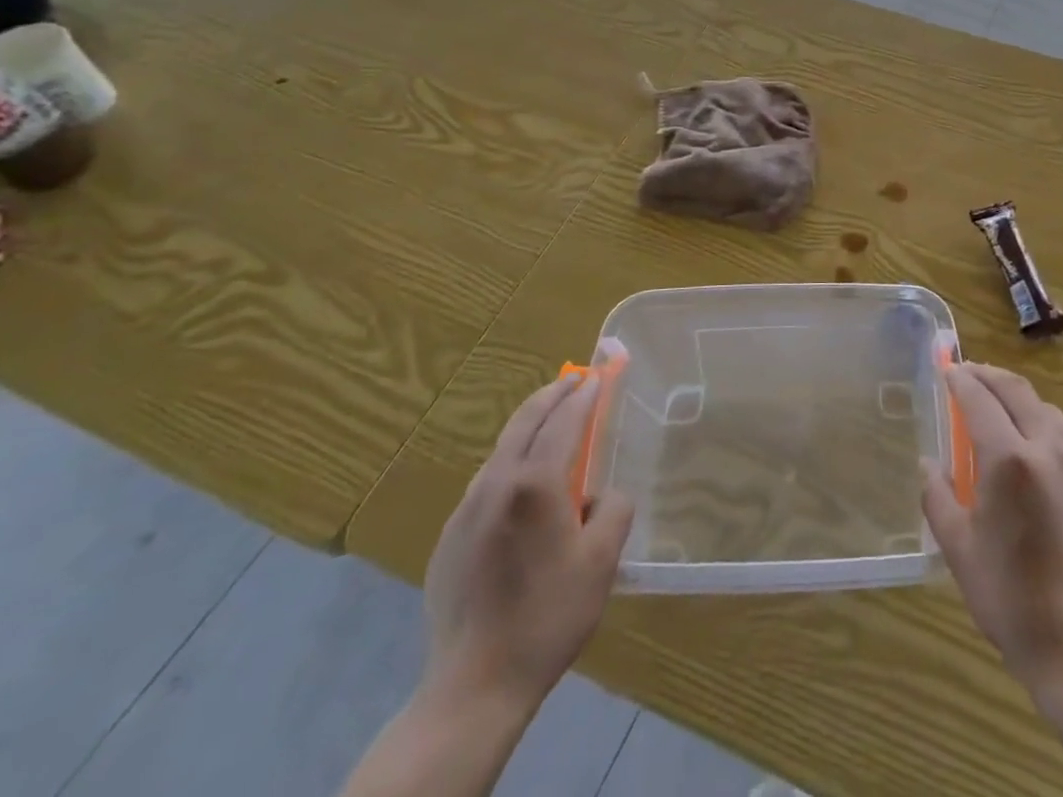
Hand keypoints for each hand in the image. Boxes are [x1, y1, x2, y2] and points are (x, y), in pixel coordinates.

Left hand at [421, 371, 634, 712]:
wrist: (474, 686)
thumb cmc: (548, 616)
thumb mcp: (602, 560)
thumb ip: (614, 509)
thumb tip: (601, 495)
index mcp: (535, 484)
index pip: (564, 421)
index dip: (585, 396)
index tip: (598, 377)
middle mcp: (496, 484)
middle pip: (525, 422)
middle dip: (552, 395)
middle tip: (574, 382)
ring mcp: (466, 511)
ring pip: (502, 451)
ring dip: (529, 428)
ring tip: (552, 426)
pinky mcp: (449, 538)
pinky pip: (486, 484)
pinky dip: (510, 464)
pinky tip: (523, 488)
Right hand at [922, 364, 1062, 693]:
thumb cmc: (1010, 599)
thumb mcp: (958, 548)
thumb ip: (937, 496)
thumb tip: (928, 464)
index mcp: (1009, 460)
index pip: (980, 400)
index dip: (961, 380)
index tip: (948, 370)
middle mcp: (1049, 451)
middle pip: (1018, 392)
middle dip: (991, 376)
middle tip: (971, 372)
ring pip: (1049, 413)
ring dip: (1021, 400)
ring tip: (1001, 406)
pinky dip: (1046, 433)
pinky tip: (1036, 457)